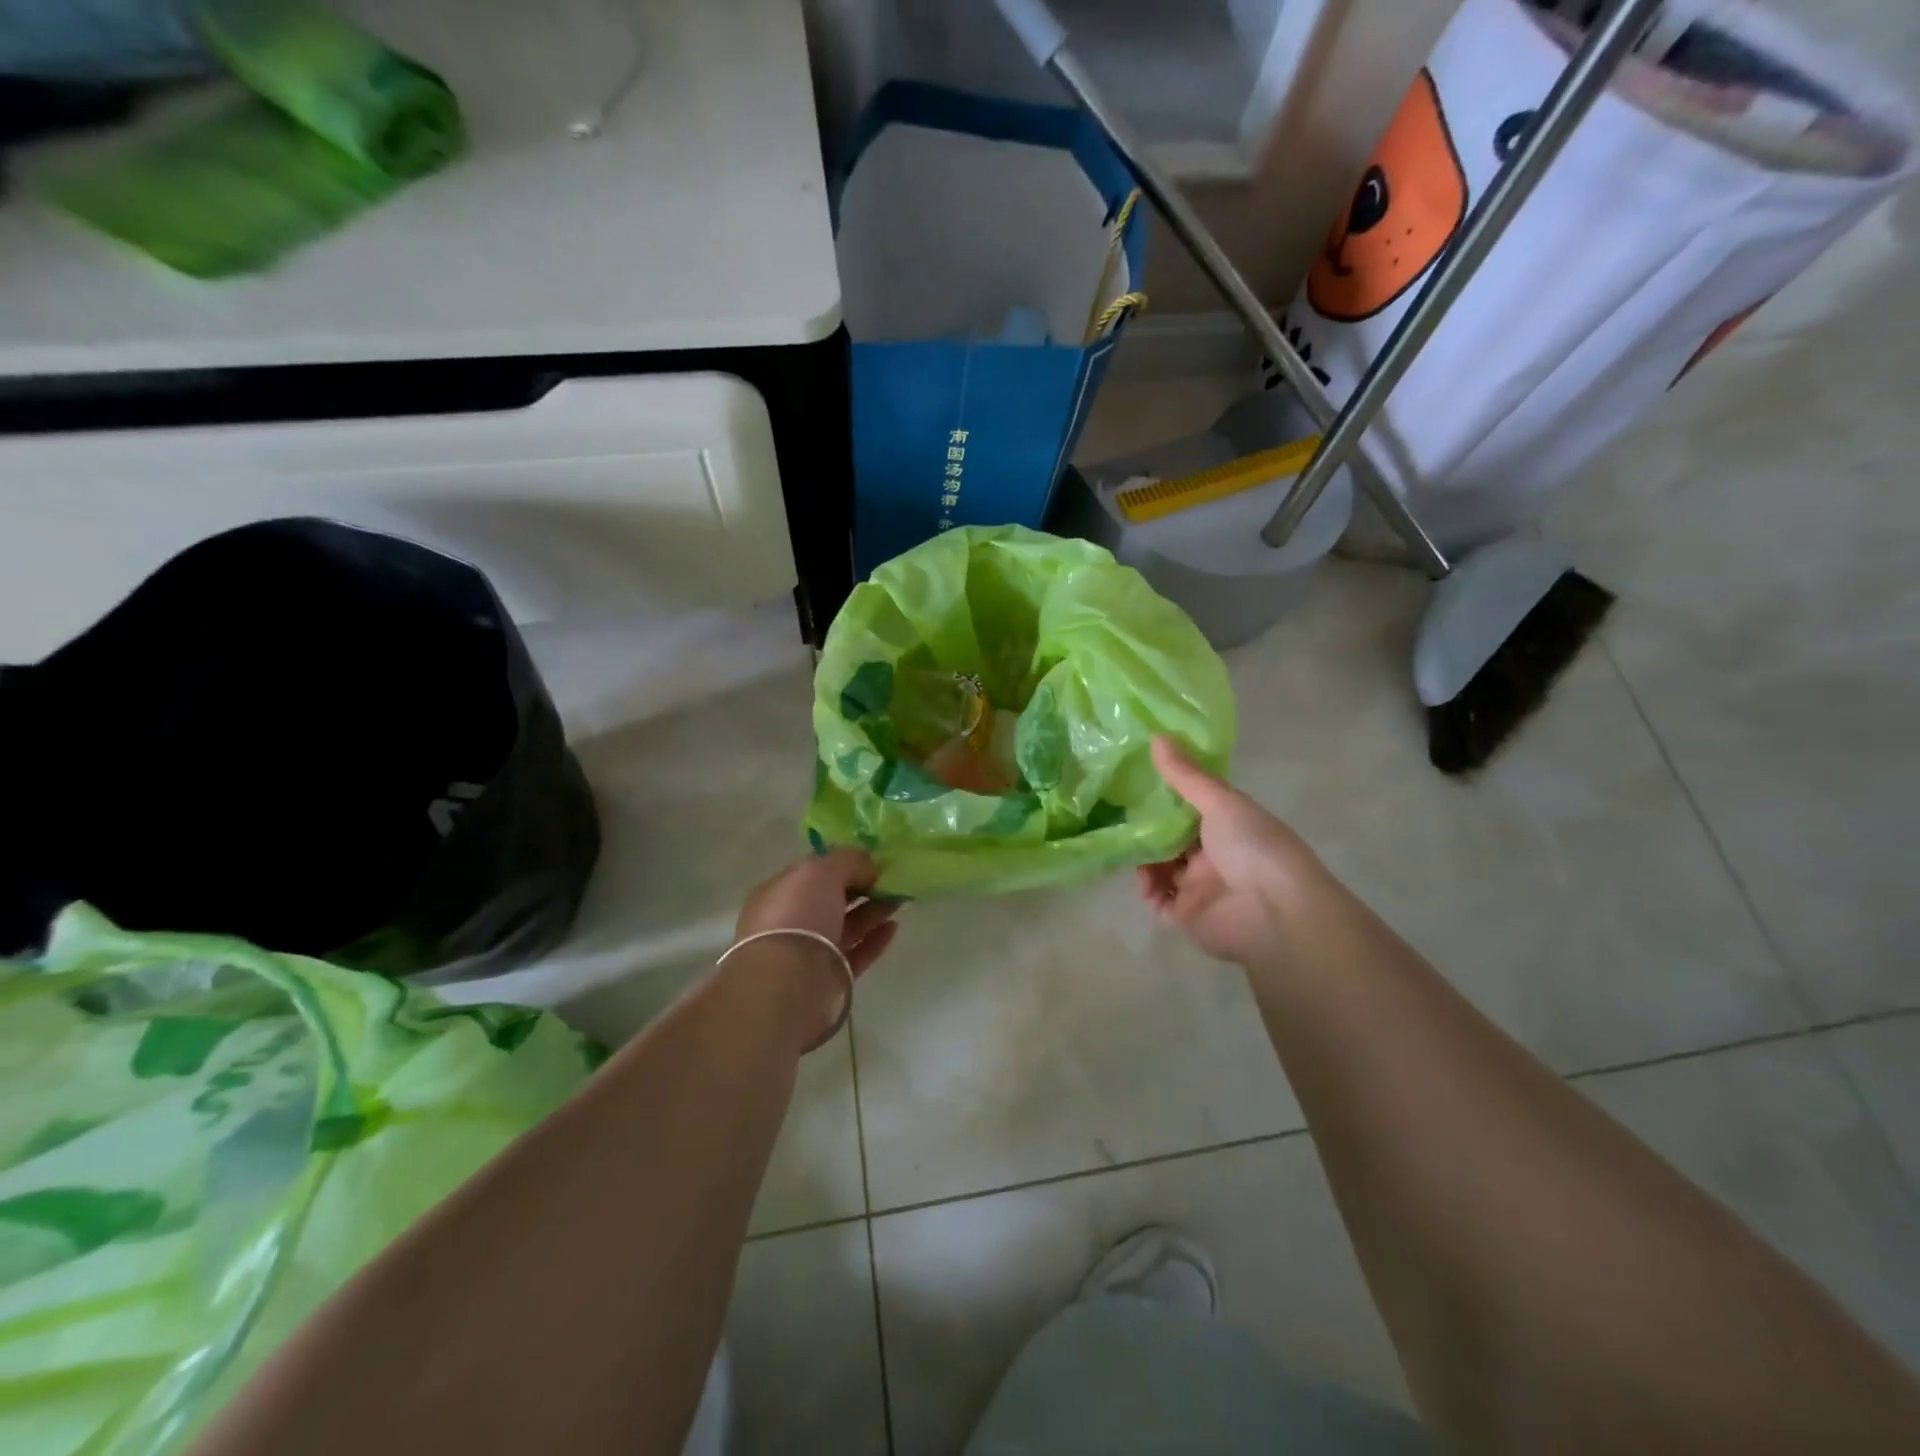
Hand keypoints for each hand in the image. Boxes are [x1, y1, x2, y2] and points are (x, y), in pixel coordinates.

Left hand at [726, 850, 899, 1049]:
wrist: (789, 982)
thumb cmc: (798, 915)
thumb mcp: (820, 871)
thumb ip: (847, 860)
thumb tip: (868, 865)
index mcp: (780, 893)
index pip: (814, 873)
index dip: (844, 864)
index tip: (873, 860)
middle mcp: (792, 921)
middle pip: (833, 899)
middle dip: (862, 887)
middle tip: (892, 878)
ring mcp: (811, 951)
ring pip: (847, 926)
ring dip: (873, 910)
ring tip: (900, 898)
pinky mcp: (830, 978)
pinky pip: (857, 954)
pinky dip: (875, 939)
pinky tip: (894, 926)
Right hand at [1138, 738, 1323, 965]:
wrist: (1276, 913)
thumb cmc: (1254, 847)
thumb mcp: (1221, 802)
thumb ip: (1186, 775)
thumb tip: (1156, 736)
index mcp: (1228, 825)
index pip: (1190, 808)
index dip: (1164, 796)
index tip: (1134, 781)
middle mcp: (1214, 854)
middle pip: (1172, 839)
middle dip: (1147, 830)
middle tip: (1119, 816)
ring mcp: (1201, 886)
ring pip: (1162, 868)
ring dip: (1144, 860)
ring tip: (1129, 849)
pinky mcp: (1189, 916)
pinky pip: (1160, 902)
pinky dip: (1148, 891)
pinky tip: (1143, 880)